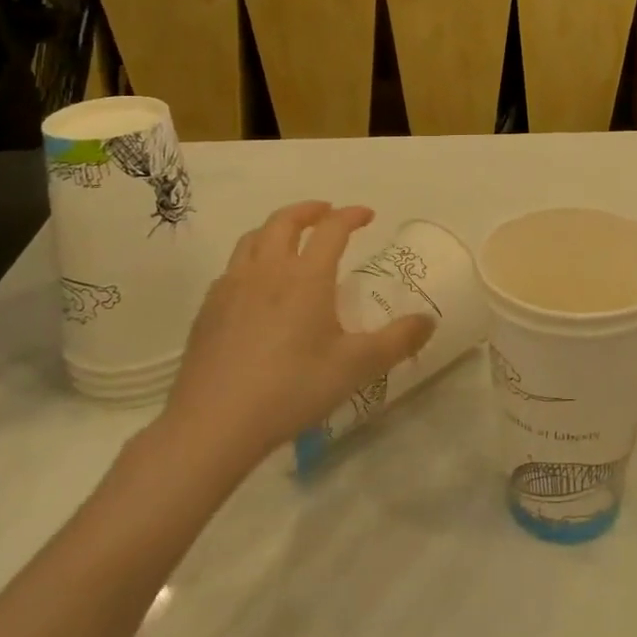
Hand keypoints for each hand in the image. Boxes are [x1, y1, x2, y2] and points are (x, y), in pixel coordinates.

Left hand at [150, 202, 435, 488]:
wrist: (212, 425)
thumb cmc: (292, 388)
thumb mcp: (357, 366)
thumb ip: (398, 341)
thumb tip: (428, 321)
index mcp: (306, 276)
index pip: (332, 229)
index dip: (351, 215)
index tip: (367, 215)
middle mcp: (267, 271)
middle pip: (284, 221)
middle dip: (309, 210)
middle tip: (326, 213)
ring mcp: (231, 289)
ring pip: (252, 239)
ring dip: (275, 229)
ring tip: (290, 239)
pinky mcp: (207, 312)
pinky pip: (231, 269)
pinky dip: (251, 260)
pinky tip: (257, 286)